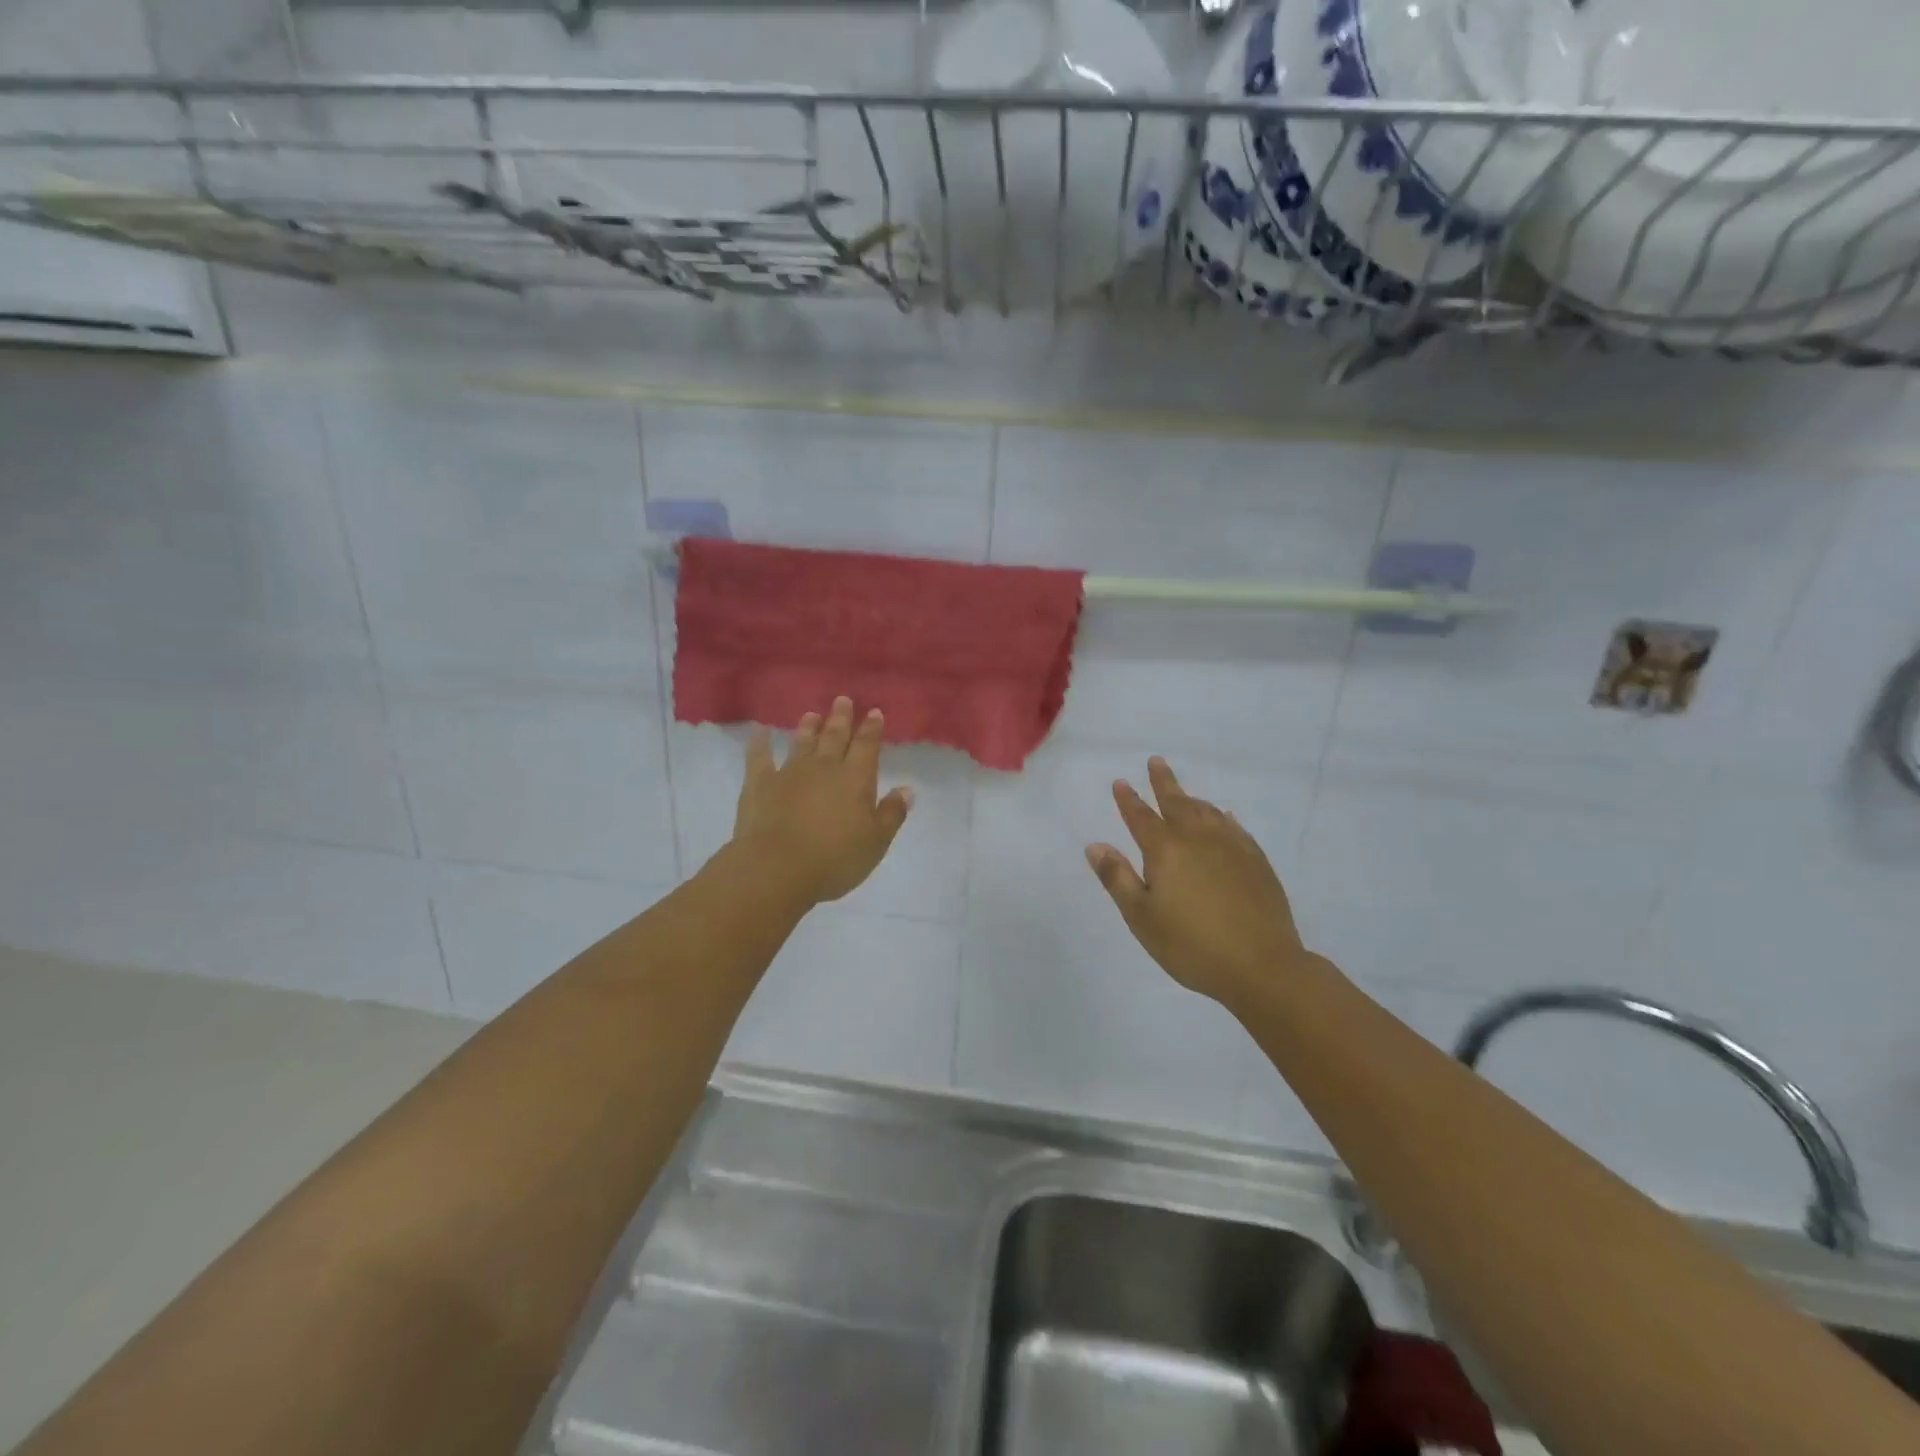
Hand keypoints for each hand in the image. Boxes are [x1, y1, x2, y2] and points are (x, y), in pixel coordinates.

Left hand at [729, 696, 913, 906]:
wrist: (777, 869)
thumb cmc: (834, 859)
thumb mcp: (876, 842)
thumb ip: (892, 813)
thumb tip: (907, 789)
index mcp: (855, 779)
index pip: (867, 746)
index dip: (872, 729)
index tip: (874, 712)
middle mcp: (824, 767)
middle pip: (834, 736)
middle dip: (841, 718)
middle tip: (843, 700)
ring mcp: (789, 772)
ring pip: (802, 742)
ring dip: (808, 727)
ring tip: (812, 714)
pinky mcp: (760, 783)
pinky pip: (759, 757)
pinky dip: (759, 742)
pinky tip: (759, 730)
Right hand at [1086, 757, 1308, 1009]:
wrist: (1261, 966)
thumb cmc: (1191, 945)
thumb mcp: (1142, 917)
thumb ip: (1118, 878)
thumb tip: (1095, 845)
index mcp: (1165, 850)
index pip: (1140, 816)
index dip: (1128, 799)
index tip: (1120, 781)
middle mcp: (1198, 839)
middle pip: (1177, 802)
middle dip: (1163, 782)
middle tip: (1155, 761)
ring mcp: (1231, 847)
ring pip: (1207, 812)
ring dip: (1191, 798)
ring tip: (1183, 792)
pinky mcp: (1257, 861)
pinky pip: (1235, 828)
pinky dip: (1224, 817)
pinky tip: (1224, 817)